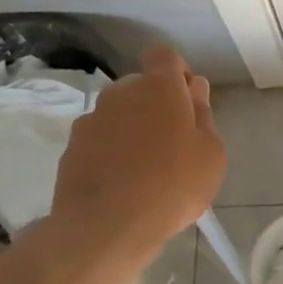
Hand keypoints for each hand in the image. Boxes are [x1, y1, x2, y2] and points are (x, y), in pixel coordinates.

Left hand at [42, 45, 225, 277]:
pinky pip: (100, 140)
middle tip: (175, 141)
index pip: (164, 55)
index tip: (188, 98)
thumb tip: (193, 91)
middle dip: (157, 104)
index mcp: (159, 88)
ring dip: (133, 129)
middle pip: (141, 86)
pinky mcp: (71, 148)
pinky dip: (112, 152)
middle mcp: (120, 94)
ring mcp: (91, 120)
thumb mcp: (211, 154)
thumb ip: (203, 116)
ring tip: (148, 168)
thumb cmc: (173, 185)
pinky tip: (124, 184)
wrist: (106, 227)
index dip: (177, 71)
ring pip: (120, 114)